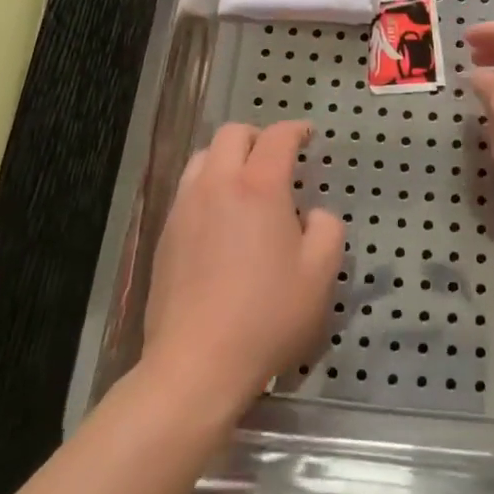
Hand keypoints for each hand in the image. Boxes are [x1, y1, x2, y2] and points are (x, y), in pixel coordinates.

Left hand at [142, 121, 343, 417]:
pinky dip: (207, 187)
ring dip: (227, 158)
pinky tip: (219, 220)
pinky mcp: (165, 234)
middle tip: (275, 159)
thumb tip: (315, 215)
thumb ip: (327, 230)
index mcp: (259, 186)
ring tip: (243, 185)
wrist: (195, 365)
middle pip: (233, 134)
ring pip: (203, 157)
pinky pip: (187, 190)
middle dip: (257, 137)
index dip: (296, 129)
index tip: (307, 136)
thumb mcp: (320, 275)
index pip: (277, 136)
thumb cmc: (267, 316)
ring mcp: (185, 207)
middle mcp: (218, 184)